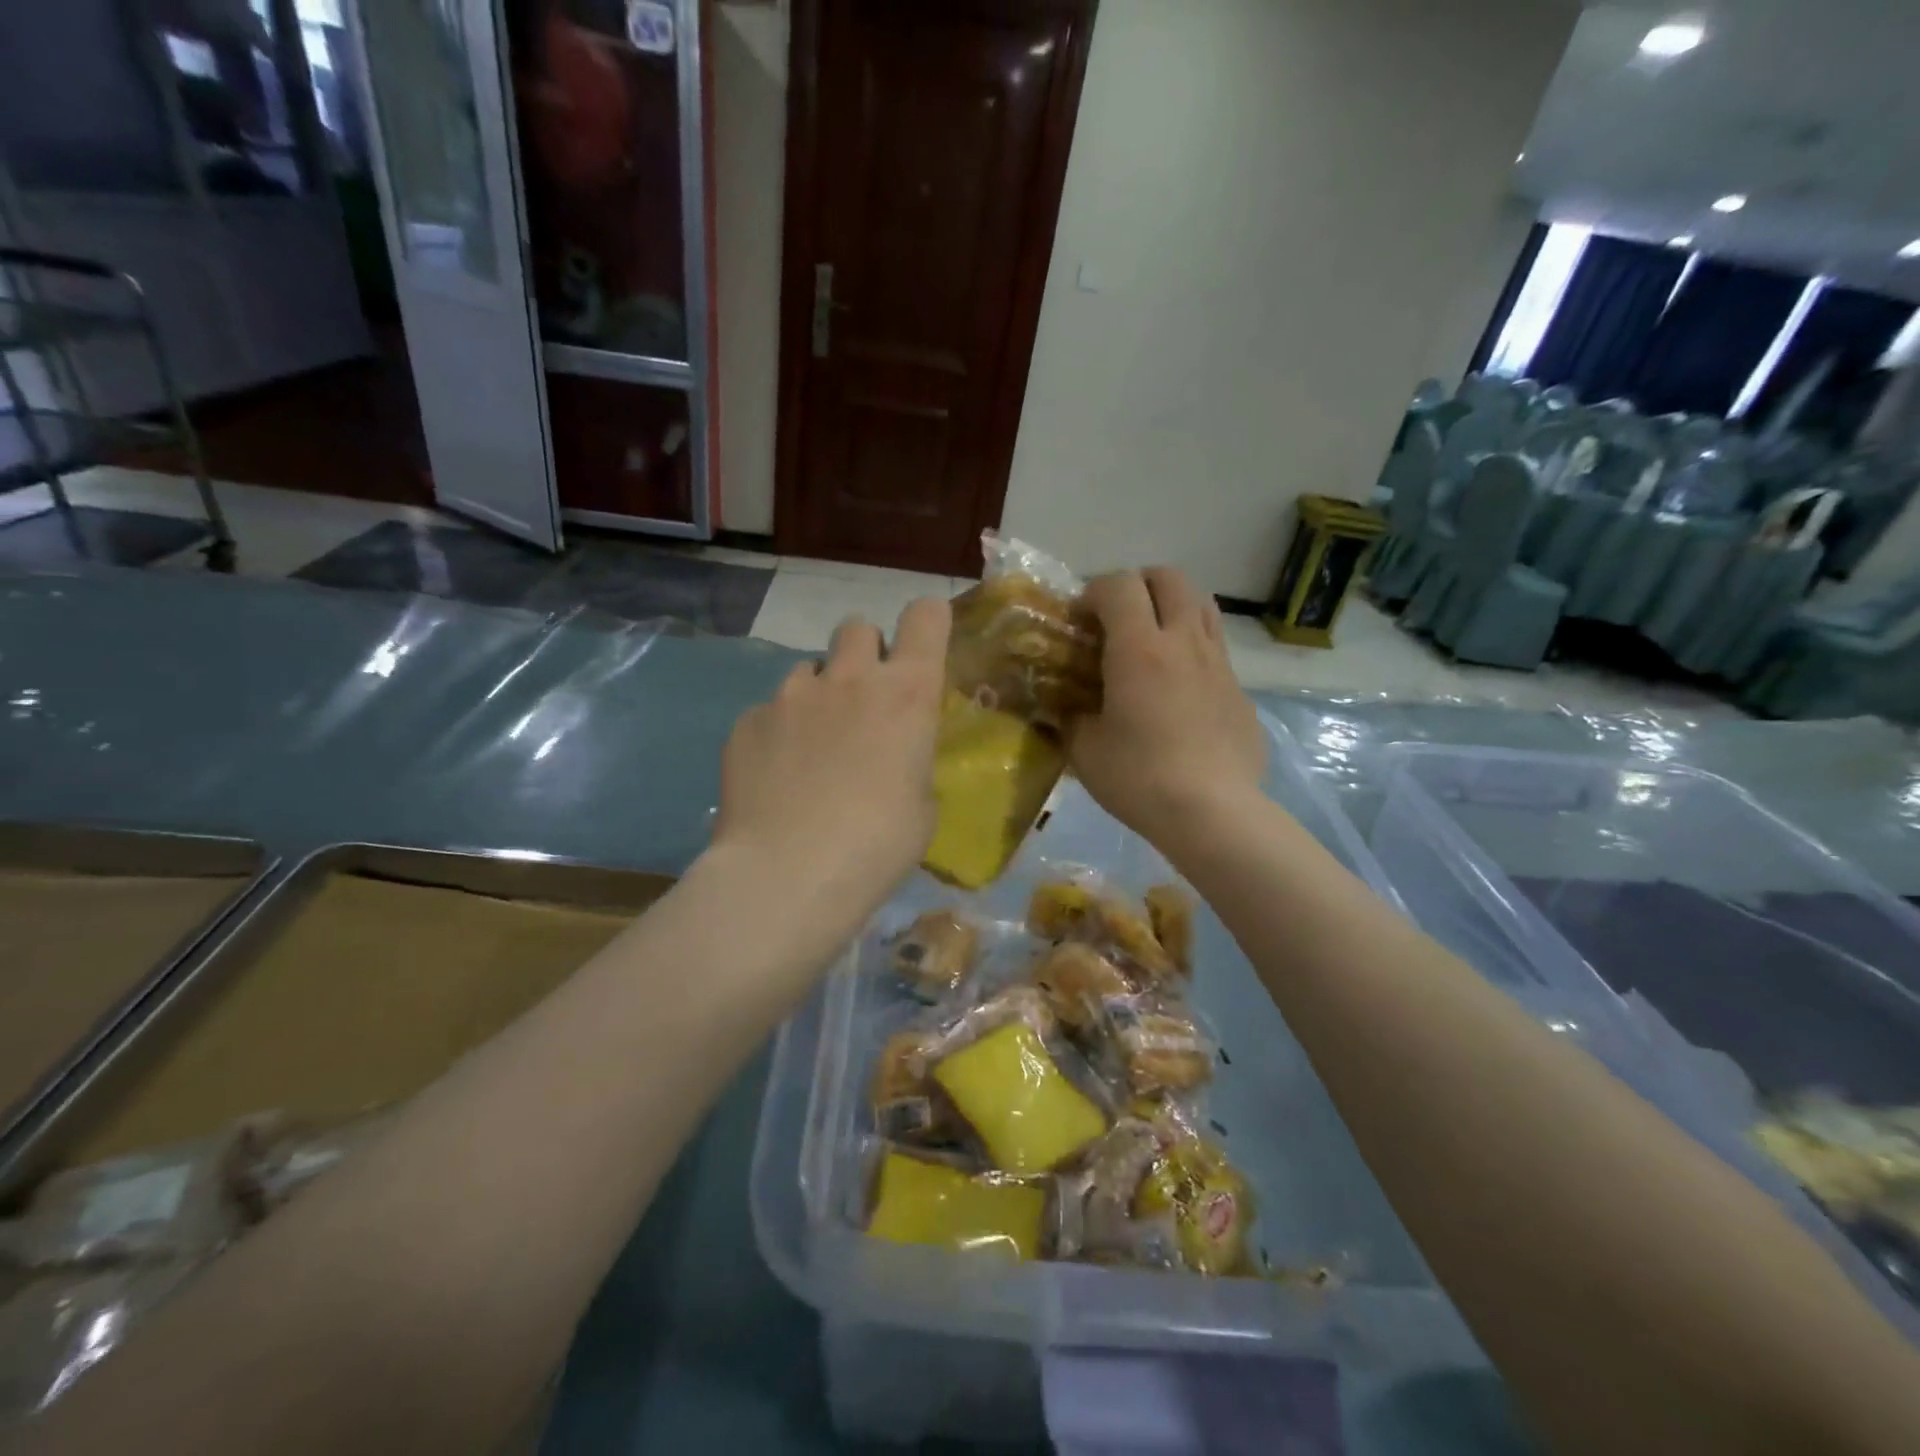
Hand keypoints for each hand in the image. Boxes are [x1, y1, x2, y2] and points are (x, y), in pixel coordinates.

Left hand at [713, 597, 950, 928]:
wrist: (787, 875)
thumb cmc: (876, 847)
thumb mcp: (921, 808)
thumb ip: (912, 763)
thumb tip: (894, 760)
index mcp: (906, 695)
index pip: (925, 617)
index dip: (928, 622)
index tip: (923, 644)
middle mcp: (849, 679)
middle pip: (858, 627)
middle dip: (865, 652)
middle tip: (863, 699)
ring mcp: (791, 695)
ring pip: (809, 668)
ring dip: (819, 694)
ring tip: (812, 747)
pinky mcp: (747, 721)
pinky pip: (770, 711)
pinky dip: (779, 732)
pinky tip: (776, 778)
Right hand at [1069, 568, 1265, 842]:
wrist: (1213, 813)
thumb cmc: (1139, 778)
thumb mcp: (1084, 749)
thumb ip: (1070, 717)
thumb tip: (1064, 707)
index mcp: (1140, 648)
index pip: (1119, 585)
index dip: (1093, 592)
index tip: (1079, 621)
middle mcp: (1184, 641)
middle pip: (1169, 578)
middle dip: (1137, 585)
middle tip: (1116, 619)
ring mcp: (1219, 663)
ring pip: (1201, 604)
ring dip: (1171, 607)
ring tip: (1150, 642)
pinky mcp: (1240, 689)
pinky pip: (1215, 647)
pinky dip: (1191, 648)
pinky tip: (1178, 689)